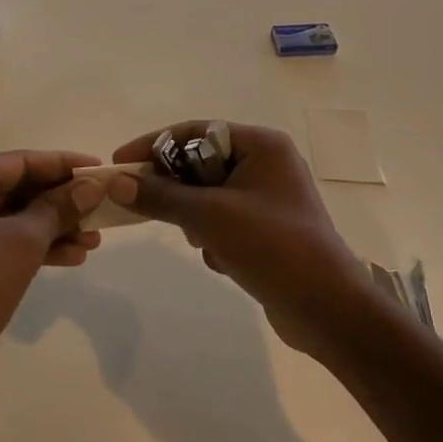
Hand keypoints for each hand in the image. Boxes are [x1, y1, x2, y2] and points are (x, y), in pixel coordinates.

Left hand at [0, 150, 105, 418]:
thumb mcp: (25, 242)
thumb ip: (60, 207)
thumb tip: (92, 185)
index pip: (18, 162)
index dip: (62, 165)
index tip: (99, 168)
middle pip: (15, 188)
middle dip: (60, 202)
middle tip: (100, 208)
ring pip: (10, 216)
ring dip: (51, 227)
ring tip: (93, 240)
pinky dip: (31, 245)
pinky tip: (71, 257)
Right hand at [109, 121, 373, 356]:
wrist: (327, 309)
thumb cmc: (271, 246)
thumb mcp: (209, 216)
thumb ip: (159, 196)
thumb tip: (115, 182)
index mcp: (261, 145)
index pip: (195, 131)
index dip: (153, 145)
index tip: (119, 162)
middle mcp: (267, 163)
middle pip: (199, 163)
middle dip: (178, 191)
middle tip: (149, 209)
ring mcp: (269, 197)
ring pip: (208, 195)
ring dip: (196, 219)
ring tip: (203, 242)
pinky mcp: (267, 228)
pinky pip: (223, 219)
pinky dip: (214, 237)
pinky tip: (223, 261)